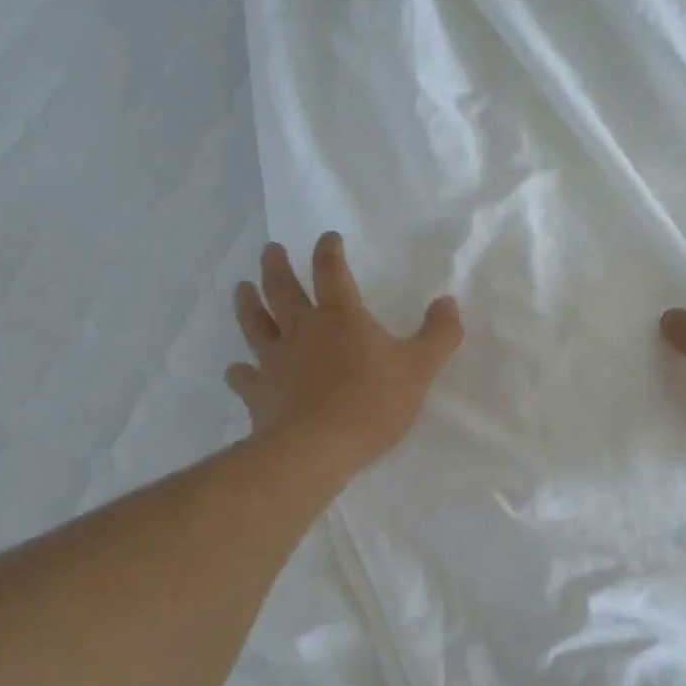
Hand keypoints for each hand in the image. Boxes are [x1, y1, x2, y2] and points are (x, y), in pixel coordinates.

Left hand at [229, 233, 463, 473]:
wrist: (316, 448)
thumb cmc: (372, 402)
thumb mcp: (420, 367)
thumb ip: (439, 334)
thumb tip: (448, 301)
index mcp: (340, 317)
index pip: (331, 271)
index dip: (329, 251)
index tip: (327, 237)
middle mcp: (301, 330)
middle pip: (282, 288)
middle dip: (276, 265)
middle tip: (270, 249)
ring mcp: (274, 361)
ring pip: (255, 323)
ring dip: (248, 303)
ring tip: (242, 288)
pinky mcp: (259, 393)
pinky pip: (244, 377)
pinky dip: (239, 371)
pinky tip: (236, 370)